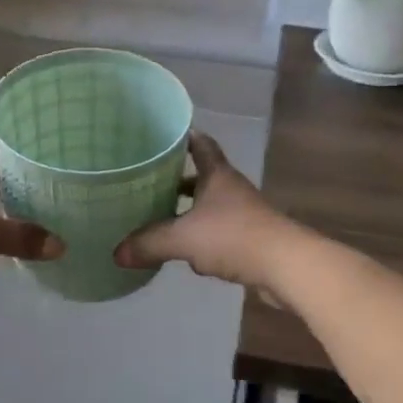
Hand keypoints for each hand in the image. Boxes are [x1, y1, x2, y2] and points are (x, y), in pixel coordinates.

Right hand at [114, 132, 294, 295]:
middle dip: (177, 179)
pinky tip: (185, 253)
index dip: (183, 138)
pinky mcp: (249, 240)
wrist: (286, 266)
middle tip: (147, 182)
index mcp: (217, 175)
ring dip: (189, 211)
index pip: (200, 145)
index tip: (161, 136)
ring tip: (159, 218)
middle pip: (202, 177)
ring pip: (209, 206)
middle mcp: (231, 189)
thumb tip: (116, 252)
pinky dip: (201, 238)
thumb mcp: (183, 238)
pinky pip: (218, 233)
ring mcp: (243, 214)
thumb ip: (149, 242)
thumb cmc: (234, 237)